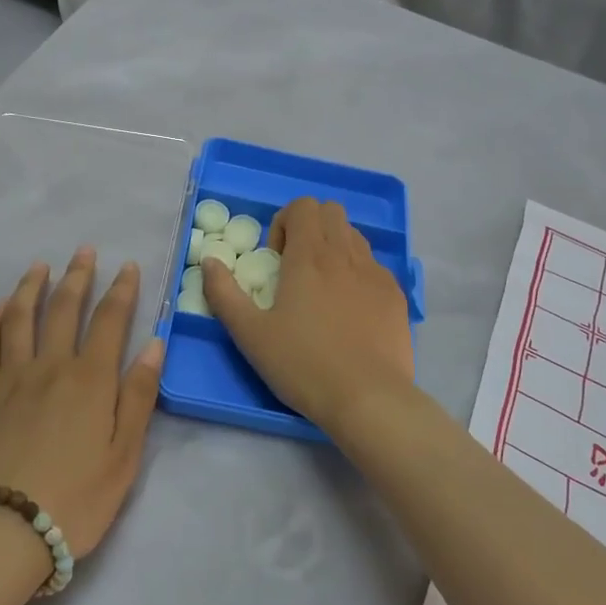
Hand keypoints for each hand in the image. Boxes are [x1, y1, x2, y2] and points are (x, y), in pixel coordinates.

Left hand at [0, 248, 162, 556]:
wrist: (4, 528)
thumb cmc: (76, 498)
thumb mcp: (125, 454)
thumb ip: (139, 396)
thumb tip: (156, 344)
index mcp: (90, 379)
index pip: (110, 320)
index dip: (121, 290)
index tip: (127, 266)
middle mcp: (50, 365)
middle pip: (64, 309)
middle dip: (77, 276)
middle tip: (83, 251)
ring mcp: (10, 377)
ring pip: (19, 318)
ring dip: (31, 287)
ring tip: (39, 266)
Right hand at [202, 198, 414, 433]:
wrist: (368, 398)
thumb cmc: (302, 364)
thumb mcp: (250, 334)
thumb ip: (223, 293)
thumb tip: (209, 261)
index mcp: (310, 256)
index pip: (303, 205)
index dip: (284, 223)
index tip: (275, 259)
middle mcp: (346, 254)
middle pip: (331, 211)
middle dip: (310, 228)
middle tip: (296, 268)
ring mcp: (376, 273)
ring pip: (355, 236)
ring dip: (334, 248)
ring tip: (322, 289)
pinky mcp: (396, 296)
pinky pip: (374, 266)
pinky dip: (357, 273)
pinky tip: (348, 312)